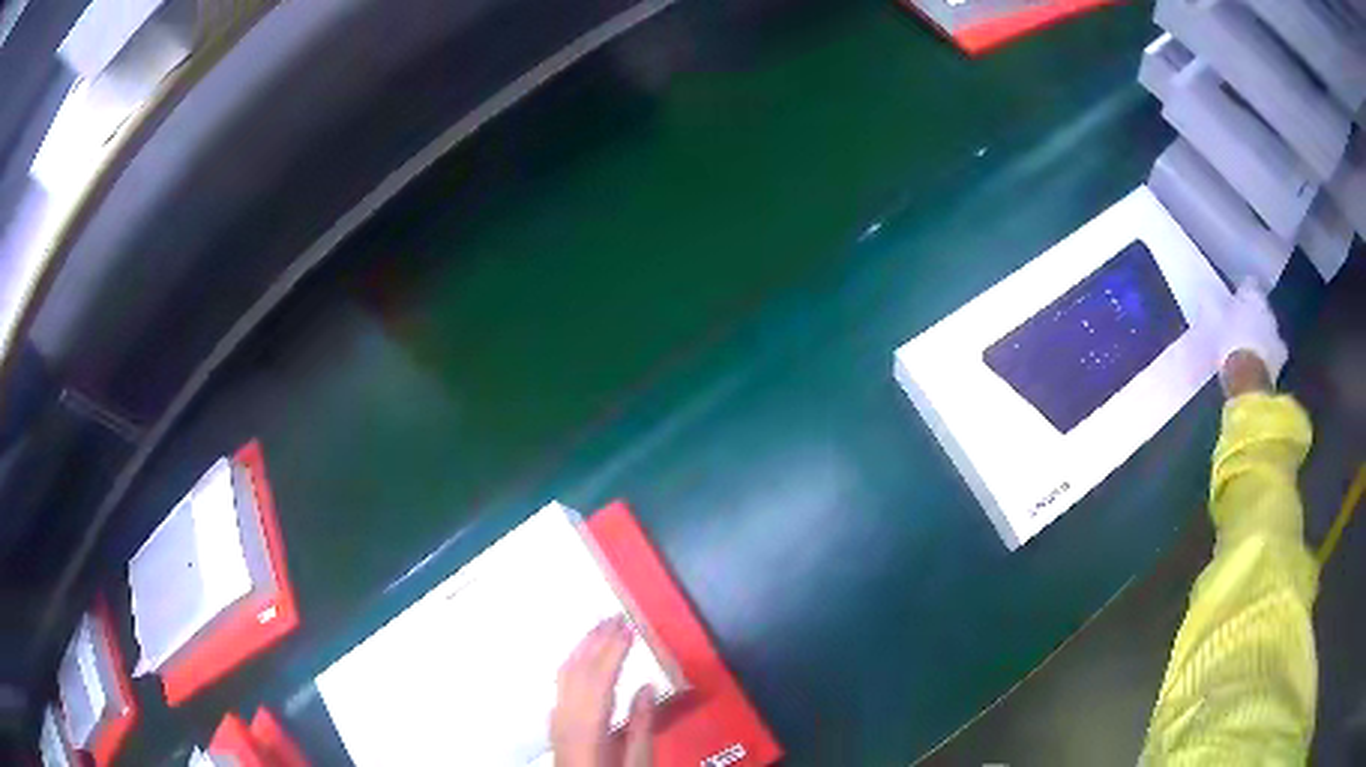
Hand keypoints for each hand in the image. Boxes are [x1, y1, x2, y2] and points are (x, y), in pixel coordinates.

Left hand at [552, 617, 655, 766]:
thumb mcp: (638, 761)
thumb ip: (642, 724)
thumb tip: (647, 686)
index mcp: (588, 725)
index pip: (600, 676)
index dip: (614, 648)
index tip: (629, 625)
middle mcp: (566, 714)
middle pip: (578, 668)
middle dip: (597, 638)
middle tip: (616, 614)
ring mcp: (556, 716)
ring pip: (565, 672)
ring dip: (583, 645)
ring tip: (601, 626)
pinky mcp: (555, 721)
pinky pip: (561, 682)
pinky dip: (574, 661)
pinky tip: (583, 656)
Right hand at [1215, 281, 1286, 396]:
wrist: (1248, 379)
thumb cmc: (1229, 341)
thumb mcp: (1212, 317)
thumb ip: (1211, 301)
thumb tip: (1204, 290)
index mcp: (1253, 295)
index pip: (1250, 283)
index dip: (1243, 290)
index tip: (1235, 298)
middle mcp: (1269, 310)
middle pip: (1262, 308)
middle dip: (1254, 315)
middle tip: (1242, 324)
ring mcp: (1277, 336)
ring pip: (1269, 330)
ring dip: (1262, 336)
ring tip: (1249, 347)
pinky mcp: (1280, 361)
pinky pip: (1274, 354)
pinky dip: (1267, 357)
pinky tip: (1258, 364)